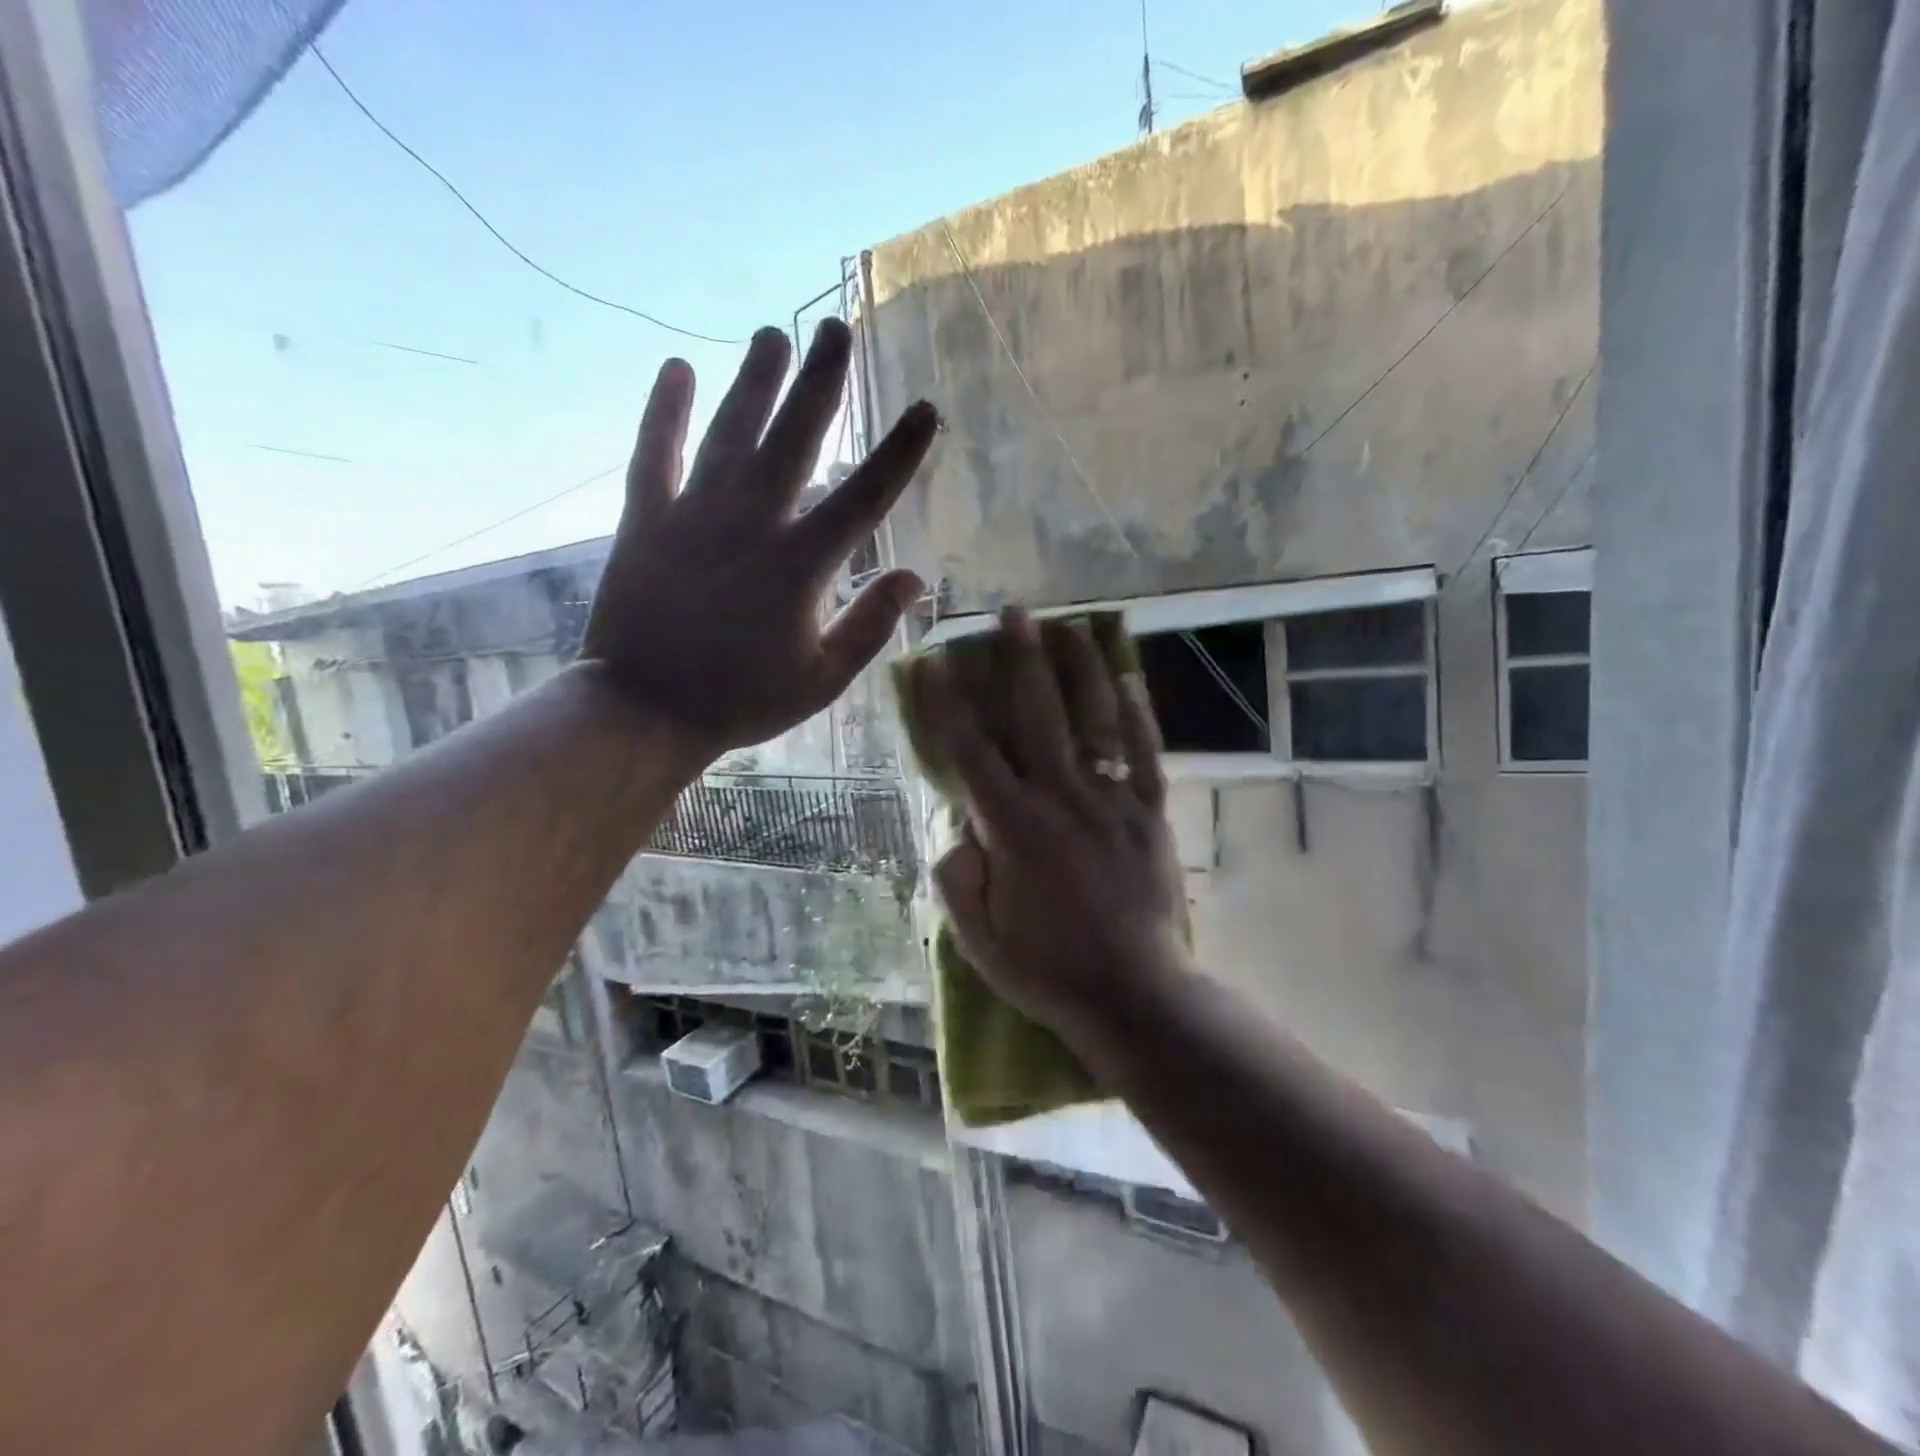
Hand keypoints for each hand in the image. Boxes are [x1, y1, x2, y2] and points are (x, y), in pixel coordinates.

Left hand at [582, 320, 936, 754]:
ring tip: (773, 333)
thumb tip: (914, 578)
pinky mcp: (645, 520)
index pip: (863, 497)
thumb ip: (869, 626)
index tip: (925, 409)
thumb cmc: (741, 700)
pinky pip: (654, 453)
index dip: (899, 452)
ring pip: (730, 432)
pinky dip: (665, 410)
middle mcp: (751, 525)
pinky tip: (677, 367)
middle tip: (837, 328)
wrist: (645, 710)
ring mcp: (693, 516)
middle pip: (793, 439)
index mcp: (800, 566)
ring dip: (754, 381)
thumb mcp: (821, 680)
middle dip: (820, 383)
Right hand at [920, 610, 1189, 1046]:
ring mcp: (1112, 802)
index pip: (972, 752)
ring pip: (1094, 721)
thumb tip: (952, 826)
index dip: (950, 704)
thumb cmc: (1048, 970)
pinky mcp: (1150, 813)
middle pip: (1036, 716)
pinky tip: (1128, 677)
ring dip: (1079, 669)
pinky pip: (1144, 753)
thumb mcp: (978, 940)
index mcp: (1013, 829)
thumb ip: (955, 878)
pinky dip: (1136, 713)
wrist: (1135, 994)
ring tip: (1070, 626)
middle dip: (1021, 660)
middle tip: (1013, 613)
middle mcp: (1062, 800)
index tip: (938, 661)